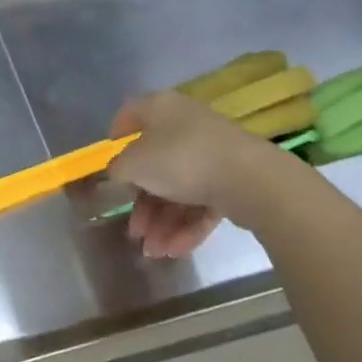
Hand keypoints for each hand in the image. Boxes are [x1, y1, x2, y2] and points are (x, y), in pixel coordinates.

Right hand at [107, 91, 290, 257]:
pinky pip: (202, 202)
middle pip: (154, 164)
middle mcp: (185, 126)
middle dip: (142, 204)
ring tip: (154, 252)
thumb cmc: (181, 160)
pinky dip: (186, 226)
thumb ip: (117, 169)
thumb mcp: (133, 164)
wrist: (250, 179)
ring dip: (162, 222)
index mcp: (160, 109)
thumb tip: (119, 173)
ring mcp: (211, 154)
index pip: (130, 114)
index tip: (111, 167)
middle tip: (135, 231)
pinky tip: (175, 250)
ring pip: (178, 189)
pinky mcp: (232, 180)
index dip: (116, 138)